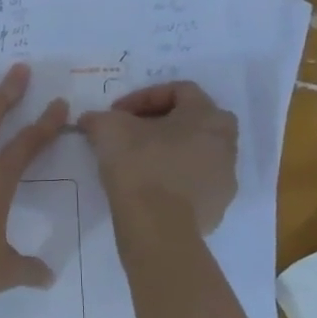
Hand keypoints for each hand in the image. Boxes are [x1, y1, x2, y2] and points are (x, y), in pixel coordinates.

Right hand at [78, 81, 237, 234]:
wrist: (157, 226)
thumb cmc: (139, 165)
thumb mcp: (108, 129)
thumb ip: (100, 117)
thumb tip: (91, 120)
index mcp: (207, 115)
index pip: (179, 91)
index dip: (144, 97)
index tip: (117, 112)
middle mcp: (226, 143)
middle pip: (193, 122)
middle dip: (161, 123)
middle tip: (132, 133)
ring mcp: (225, 177)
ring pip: (196, 153)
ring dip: (170, 152)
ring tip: (138, 162)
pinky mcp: (218, 207)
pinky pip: (194, 184)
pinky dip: (174, 180)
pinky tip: (149, 189)